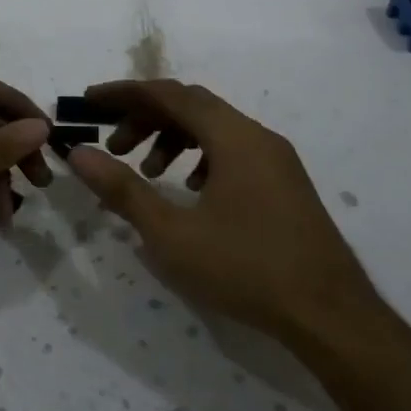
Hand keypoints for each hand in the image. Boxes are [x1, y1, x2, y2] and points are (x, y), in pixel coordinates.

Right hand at [64, 80, 382, 342]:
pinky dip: (200, 156)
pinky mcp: (285, 183)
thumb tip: (78, 154)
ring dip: (172, 138)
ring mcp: (276, 159)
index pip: (169, 94)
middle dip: (145, 118)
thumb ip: (122, 189)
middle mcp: (257, 136)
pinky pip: (233, 150)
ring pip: (213, 128)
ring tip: (148, 172)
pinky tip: (189, 190)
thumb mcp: (172, 233)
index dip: (124, 94)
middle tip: (113, 145)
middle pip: (191, 106)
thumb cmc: (246, 268)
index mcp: (233, 137)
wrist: (331, 316)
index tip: (89, 103)